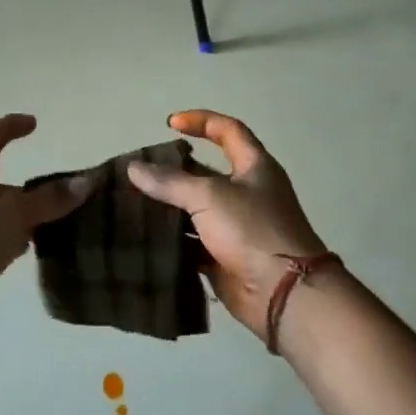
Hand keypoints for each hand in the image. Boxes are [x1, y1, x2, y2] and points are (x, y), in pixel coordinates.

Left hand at [0, 114, 86, 339]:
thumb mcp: (14, 214)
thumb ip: (50, 200)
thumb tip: (87, 181)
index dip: (14, 126)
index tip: (34, 124)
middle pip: (1, 178)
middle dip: (32, 185)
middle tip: (66, 192)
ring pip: (1, 212)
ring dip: (26, 216)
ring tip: (63, 224)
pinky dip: (15, 240)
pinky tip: (35, 253)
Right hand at [126, 110, 331, 342]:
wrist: (283, 293)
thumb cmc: (252, 230)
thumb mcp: (209, 196)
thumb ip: (169, 181)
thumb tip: (133, 168)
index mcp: (254, 167)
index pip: (228, 130)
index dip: (201, 121)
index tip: (170, 124)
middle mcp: (247, 192)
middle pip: (206, 172)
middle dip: (174, 169)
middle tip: (140, 170)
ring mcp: (236, 226)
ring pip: (196, 209)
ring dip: (169, 206)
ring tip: (133, 201)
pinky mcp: (225, 256)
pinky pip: (193, 241)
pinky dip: (172, 239)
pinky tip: (145, 235)